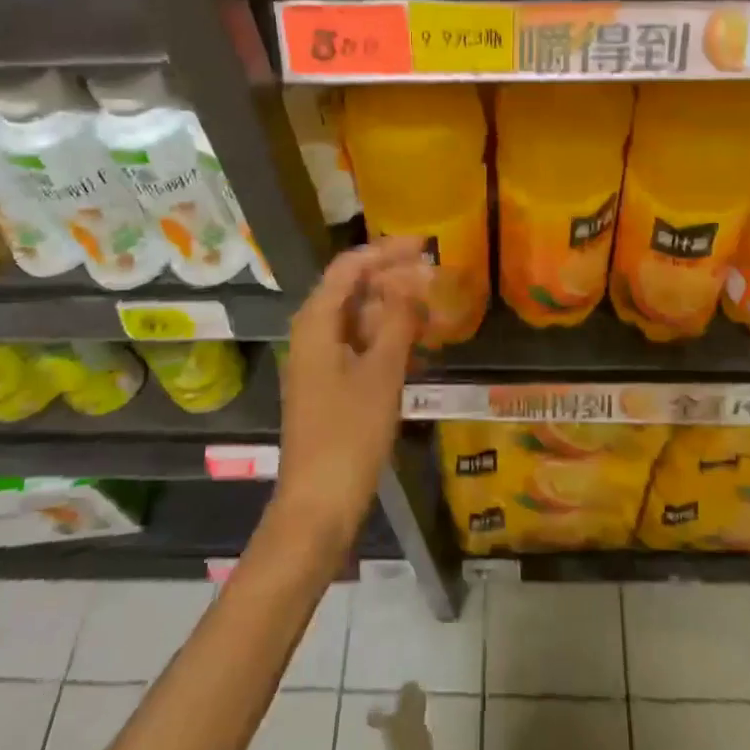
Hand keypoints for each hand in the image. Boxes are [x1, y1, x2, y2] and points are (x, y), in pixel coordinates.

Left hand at [273, 238, 430, 540]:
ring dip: (394, 308)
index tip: (425, 245)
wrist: (318, 504)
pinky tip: (417, 343)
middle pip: (353, 289)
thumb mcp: (381, 372)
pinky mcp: (331, 385)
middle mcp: (313, 334)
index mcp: (316, 322)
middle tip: (436, 276)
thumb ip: (399, 320)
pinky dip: (387, 337)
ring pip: (358, 318)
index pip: (350, 267)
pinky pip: (360, 345)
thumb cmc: (349, 434)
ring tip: (434, 306)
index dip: (386, 251)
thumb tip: (416, 278)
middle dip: (393, 278)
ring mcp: (320, 361)